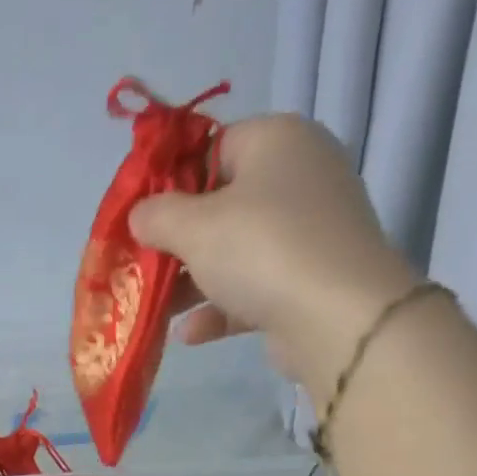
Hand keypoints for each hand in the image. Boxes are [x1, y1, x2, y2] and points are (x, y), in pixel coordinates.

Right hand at [129, 114, 419, 393]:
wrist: (336, 316)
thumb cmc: (261, 249)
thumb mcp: (194, 226)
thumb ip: (158, 215)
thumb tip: (139, 214)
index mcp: (277, 141)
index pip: (214, 146)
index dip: (171, 179)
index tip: (140, 215)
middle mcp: (299, 177)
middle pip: (221, 204)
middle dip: (177, 240)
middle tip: (141, 264)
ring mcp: (307, 232)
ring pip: (234, 252)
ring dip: (191, 282)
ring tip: (154, 307)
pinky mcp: (308, 281)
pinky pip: (252, 289)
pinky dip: (219, 309)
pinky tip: (188, 334)